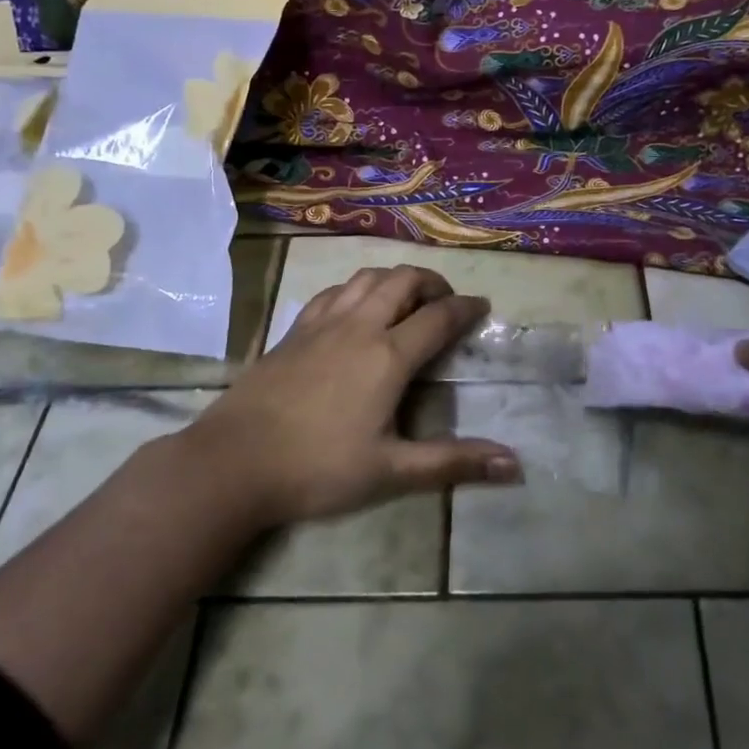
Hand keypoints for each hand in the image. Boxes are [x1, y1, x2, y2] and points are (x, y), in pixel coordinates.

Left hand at [189, 265, 521, 527]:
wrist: (233, 462)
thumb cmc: (318, 469)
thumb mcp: (392, 471)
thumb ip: (454, 463)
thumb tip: (515, 464)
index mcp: (388, 355)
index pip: (438, 317)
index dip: (466, 308)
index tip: (483, 308)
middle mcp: (359, 326)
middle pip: (403, 280)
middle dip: (432, 282)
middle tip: (446, 302)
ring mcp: (321, 323)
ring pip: (366, 277)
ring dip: (394, 279)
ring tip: (406, 299)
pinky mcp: (293, 330)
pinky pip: (333, 292)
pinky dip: (356, 289)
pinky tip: (355, 309)